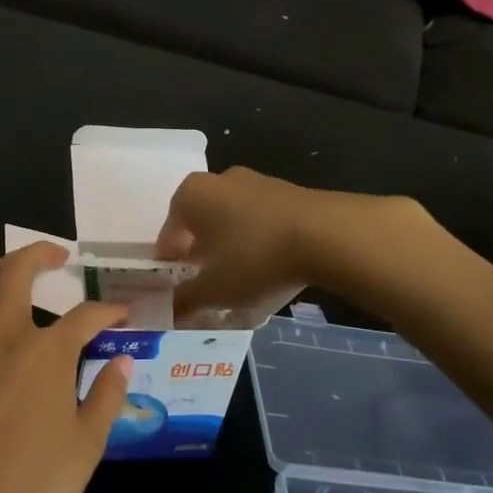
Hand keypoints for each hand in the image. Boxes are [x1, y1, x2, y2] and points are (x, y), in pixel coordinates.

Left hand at [0, 242, 130, 492]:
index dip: (109, 311)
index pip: (87, 315)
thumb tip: (122, 362)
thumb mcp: (87, 447)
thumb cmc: (31, 489)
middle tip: (55, 256)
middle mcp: (1, 336)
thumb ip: (107, 396)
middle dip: (42, 252)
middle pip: (18, 269)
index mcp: (47, 353)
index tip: (120, 315)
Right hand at [156, 167, 413, 322]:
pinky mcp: (288, 192)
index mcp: (190, 196)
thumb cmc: (254, 258)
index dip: (170, 266)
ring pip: (233, 222)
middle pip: (201, 224)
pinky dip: (259, 243)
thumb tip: (167, 311)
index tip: (178, 290)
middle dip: (201, 255)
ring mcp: (256, 182)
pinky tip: (271, 268)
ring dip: (232, 248)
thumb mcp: (213, 290)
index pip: (168, 235)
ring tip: (242, 281)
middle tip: (208, 285)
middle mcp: (219, 181)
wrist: (326, 235)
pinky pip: (261, 221)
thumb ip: (185, 300)